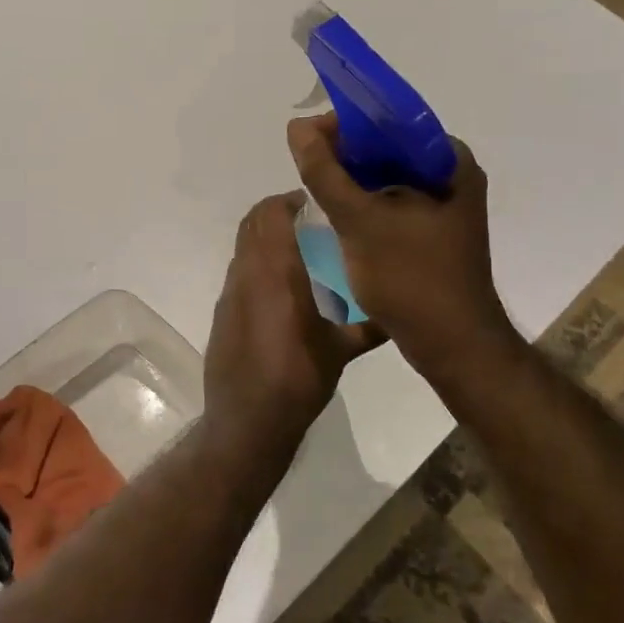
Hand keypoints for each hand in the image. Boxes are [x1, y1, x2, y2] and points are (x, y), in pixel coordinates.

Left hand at [203, 191, 383, 451]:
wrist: (247, 421)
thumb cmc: (297, 381)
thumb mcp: (340, 353)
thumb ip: (369, 327)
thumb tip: (401, 315)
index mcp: (276, 275)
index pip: (271, 215)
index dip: (290, 200)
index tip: (317, 204)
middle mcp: (247, 275)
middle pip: (252, 223)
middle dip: (277, 213)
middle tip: (310, 222)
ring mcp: (230, 294)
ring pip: (243, 248)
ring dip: (266, 239)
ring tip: (300, 253)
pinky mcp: (222, 313)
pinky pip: (239, 272)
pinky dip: (257, 265)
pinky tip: (282, 291)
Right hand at [286, 114, 518, 380]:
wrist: (452, 346)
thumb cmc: (412, 279)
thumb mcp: (361, 222)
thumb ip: (327, 173)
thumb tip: (298, 127)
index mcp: (449, 162)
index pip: (393, 121)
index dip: (347, 122)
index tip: (308, 137)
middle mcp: (452, 177)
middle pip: (389, 149)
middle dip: (346, 153)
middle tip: (305, 162)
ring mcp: (444, 209)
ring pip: (388, 179)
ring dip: (352, 180)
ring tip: (314, 184)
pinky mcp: (432, 235)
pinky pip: (392, 205)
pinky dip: (364, 204)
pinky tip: (336, 214)